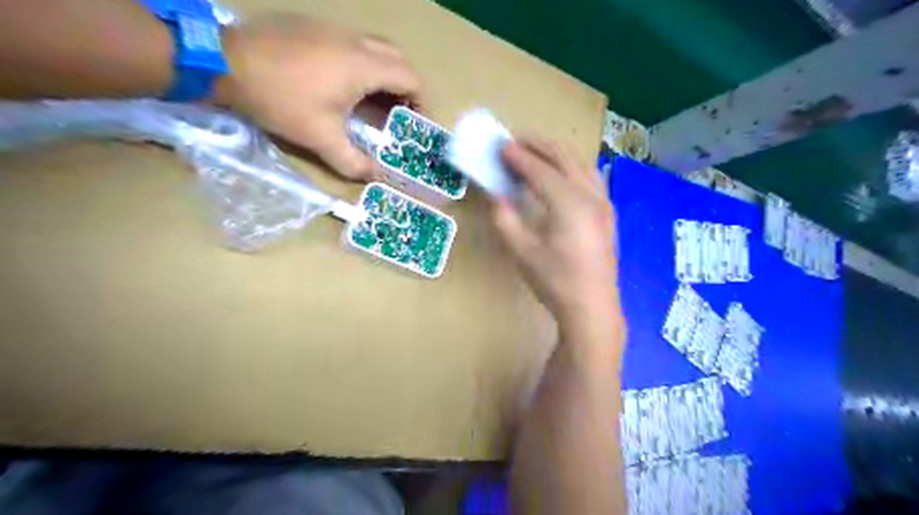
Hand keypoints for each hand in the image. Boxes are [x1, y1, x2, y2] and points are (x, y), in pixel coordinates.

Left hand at [217, 12, 423, 179]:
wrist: (224, 60)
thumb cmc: (281, 100)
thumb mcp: (320, 137)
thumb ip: (352, 161)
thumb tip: (375, 177)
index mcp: (364, 66)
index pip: (410, 77)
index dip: (421, 100)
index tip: (418, 120)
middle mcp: (354, 42)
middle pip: (396, 58)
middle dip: (404, 84)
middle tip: (397, 110)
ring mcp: (332, 29)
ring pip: (373, 48)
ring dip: (381, 73)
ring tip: (371, 101)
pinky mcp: (312, 26)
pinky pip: (349, 43)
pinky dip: (359, 64)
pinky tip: (340, 84)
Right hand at [491, 137, 620, 324]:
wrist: (592, 308)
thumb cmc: (555, 282)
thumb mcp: (522, 252)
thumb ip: (505, 219)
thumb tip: (497, 195)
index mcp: (569, 204)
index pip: (540, 170)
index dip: (519, 157)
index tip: (501, 146)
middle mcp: (590, 196)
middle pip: (564, 158)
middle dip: (539, 145)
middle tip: (516, 140)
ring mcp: (604, 204)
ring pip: (581, 164)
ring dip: (557, 153)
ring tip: (536, 150)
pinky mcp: (608, 214)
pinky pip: (591, 177)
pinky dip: (574, 166)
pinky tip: (563, 173)